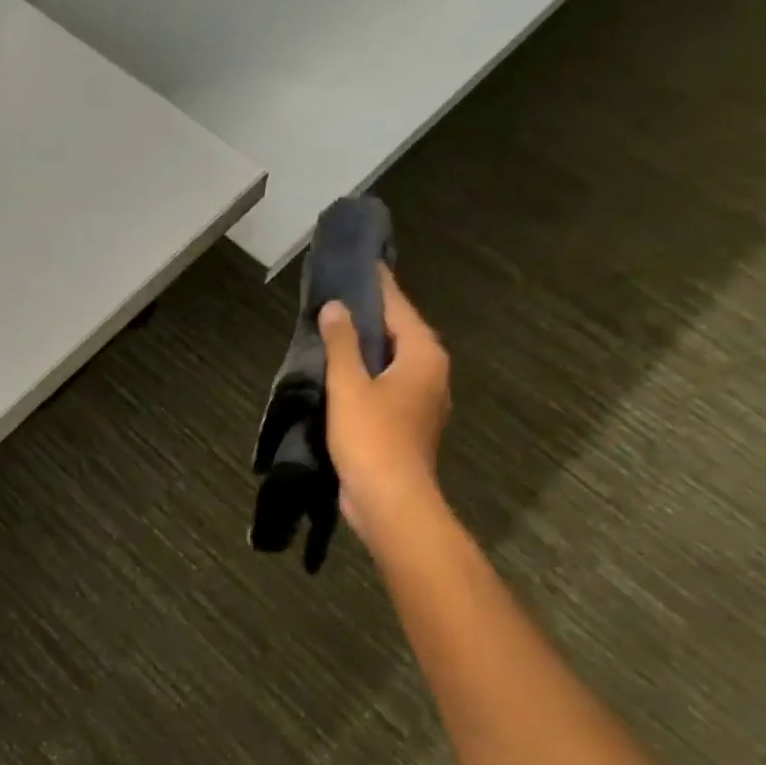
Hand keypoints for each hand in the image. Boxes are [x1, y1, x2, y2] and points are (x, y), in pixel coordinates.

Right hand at [318, 267, 450, 542]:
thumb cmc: (372, 438)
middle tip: (339, 296)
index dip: (379, 285)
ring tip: (334, 331)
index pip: (399, 307)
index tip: (362, 263)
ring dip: (367, 348)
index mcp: (423, 355)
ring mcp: (422, 401)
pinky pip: (387, 385)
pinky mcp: (408, 424)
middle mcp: (431, 373)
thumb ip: (342, 342)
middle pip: (399, 333)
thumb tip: (337, 307)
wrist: (390, 501)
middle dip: (372, 316)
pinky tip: (341, 375)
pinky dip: (367, 374)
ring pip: (393, 361)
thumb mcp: (350, 385)